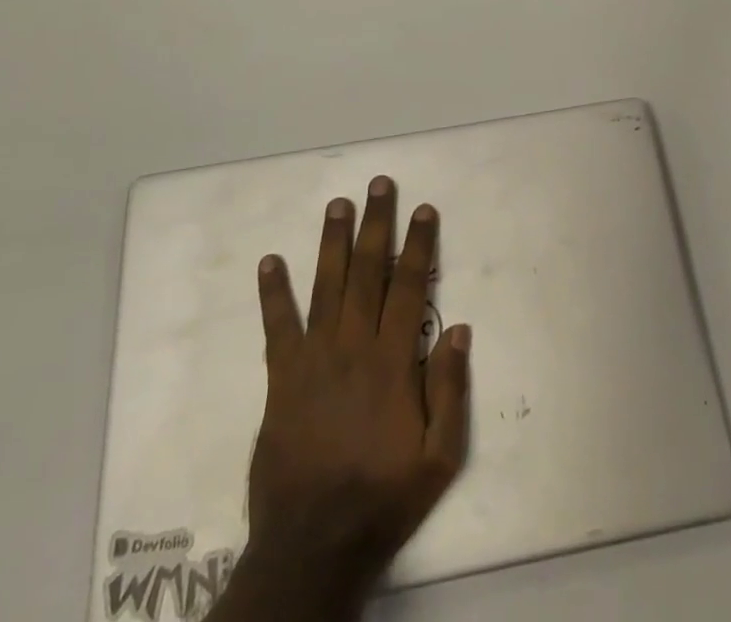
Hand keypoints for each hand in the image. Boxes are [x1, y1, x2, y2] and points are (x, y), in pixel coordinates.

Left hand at [215, 177, 470, 621]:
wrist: (312, 546)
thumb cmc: (384, 498)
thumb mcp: (439, 458)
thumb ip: (450, 391)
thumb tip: (460, 328)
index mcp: (393, 362)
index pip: (410, 287)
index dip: (419, 245)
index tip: (424, 209)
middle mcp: (353, 347)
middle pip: (367, 272)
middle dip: (375, 224)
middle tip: (378, 184)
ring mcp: (314, 360)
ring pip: (326, 286)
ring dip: (332, 242)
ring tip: (337, 204)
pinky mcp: (281, 379)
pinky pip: (277, 327)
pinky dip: (273, 293)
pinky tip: (270, 261)